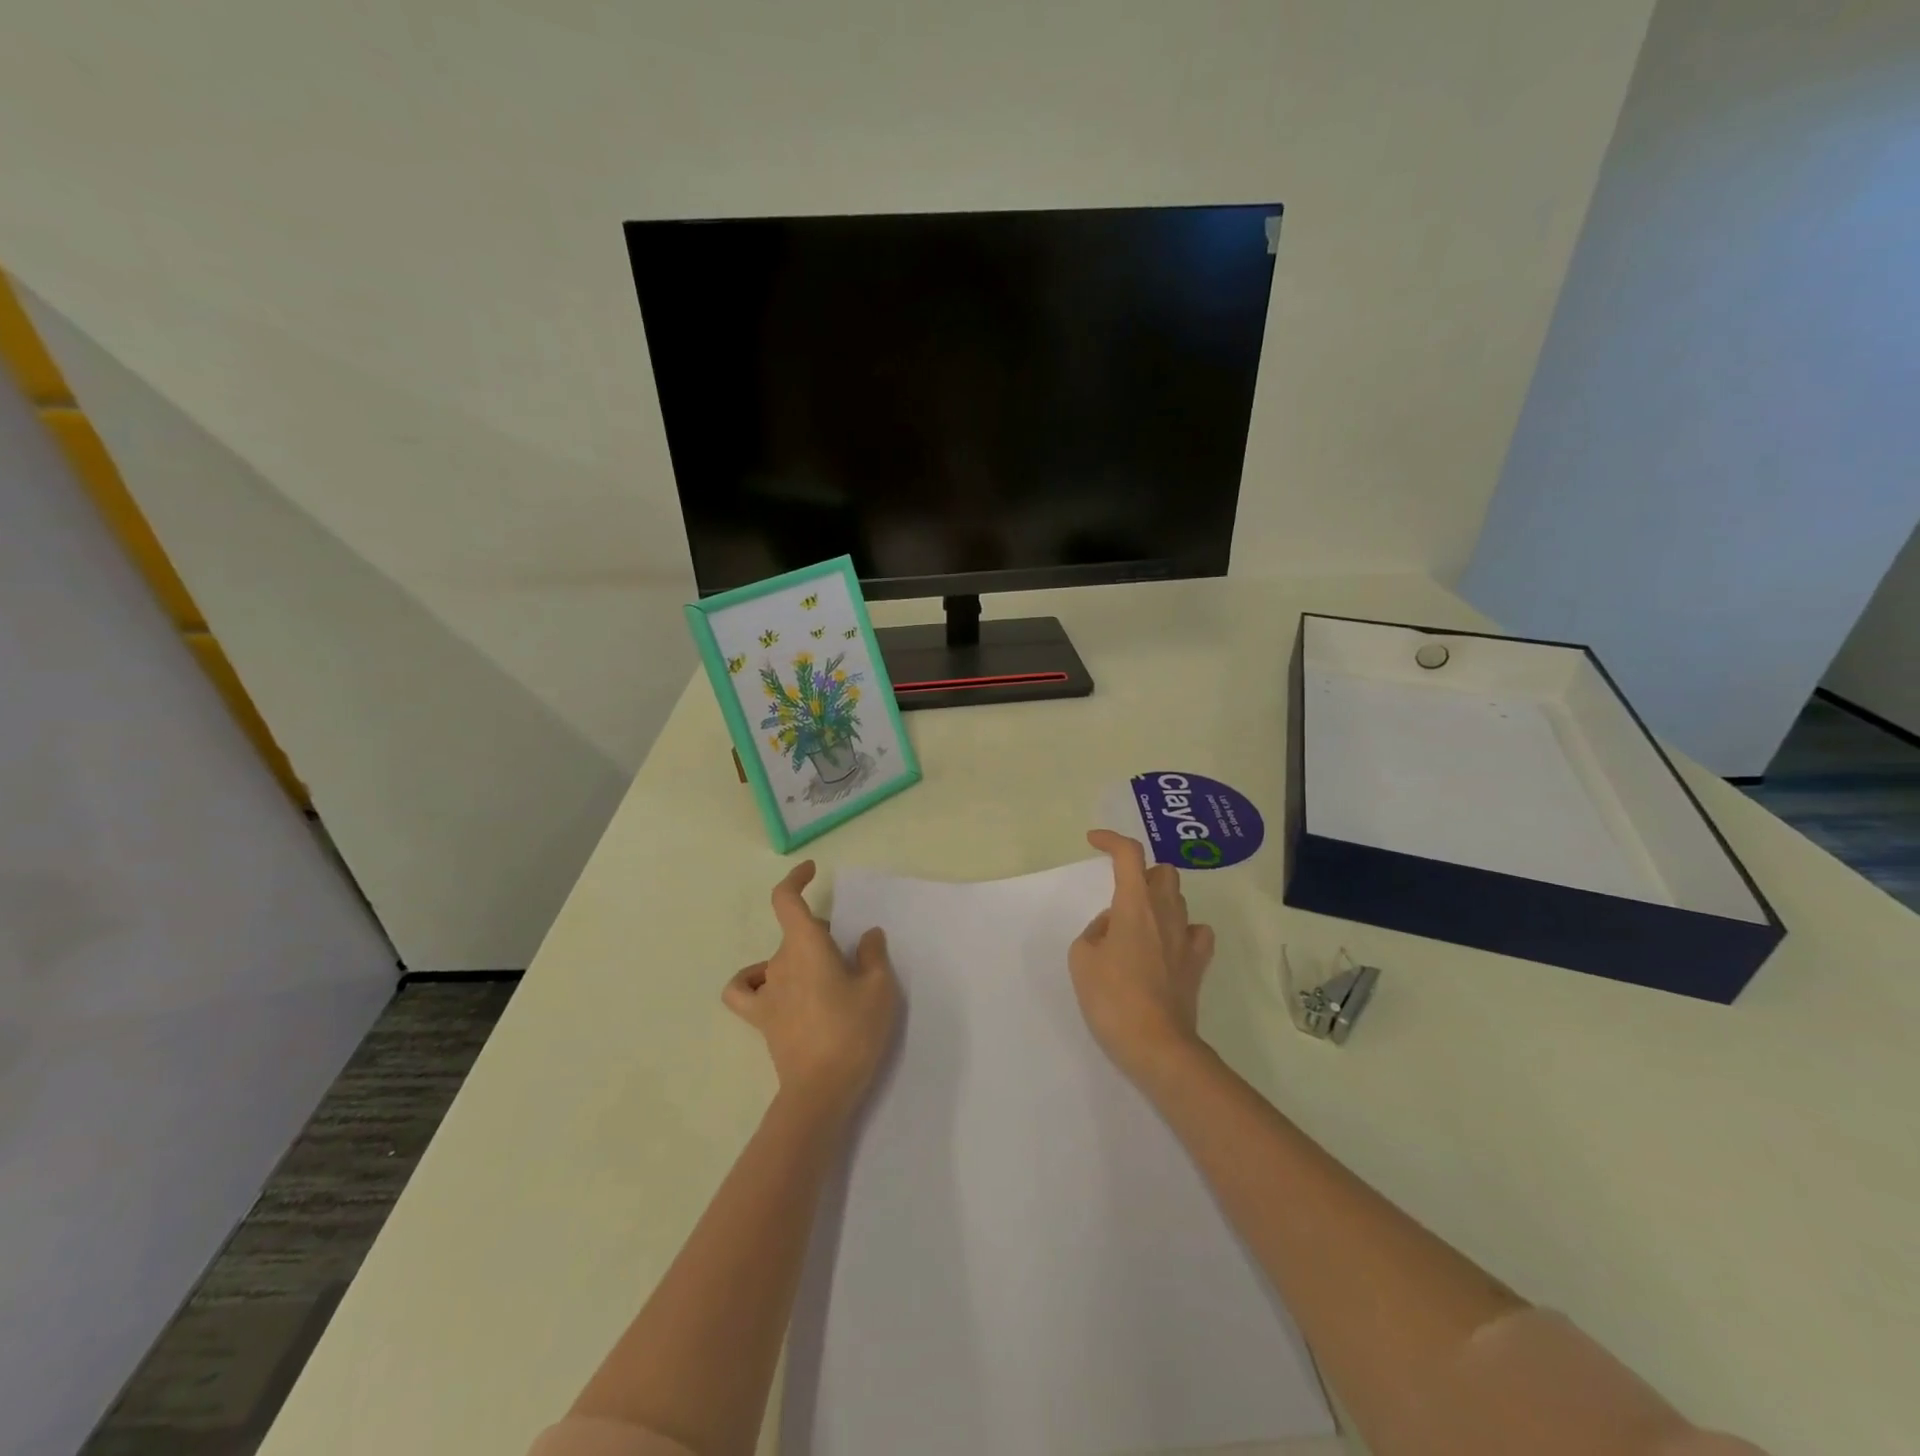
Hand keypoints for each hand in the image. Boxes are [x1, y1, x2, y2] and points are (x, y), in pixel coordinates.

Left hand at [724, 861, 899, 1119]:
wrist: (821, 1090)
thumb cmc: (853, 1032)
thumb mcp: (880, 989)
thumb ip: (873, 955)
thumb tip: (866, 935)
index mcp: (806, 946)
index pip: (786, 900)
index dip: (795, 879)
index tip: (811, 870)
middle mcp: (780, 962)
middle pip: (795, 932)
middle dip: (820, 933)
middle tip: (850, 957)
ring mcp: (767, 992)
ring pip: (779, 958)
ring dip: (799, 956)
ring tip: (824, 976)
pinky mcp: (762, 1019)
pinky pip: (746, 990)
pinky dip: (754, 981)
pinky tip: (774, 988)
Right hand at [1070, 829, 1216, 1086]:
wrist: (1156, 1044)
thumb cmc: (1112, 998)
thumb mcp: (1081, 959)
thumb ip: (1095, 931)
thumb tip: (1113, 927)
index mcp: (1135, 905)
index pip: (1129, 854)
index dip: (1111, 840)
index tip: (1094, 841)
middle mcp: (1166, 913)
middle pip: (1163, 872)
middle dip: (1141, 872)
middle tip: (1120, 893)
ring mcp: (1186, 938)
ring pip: (1179, 898)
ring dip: (1158, 900)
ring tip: (1136, 924)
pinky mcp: (1197, 963)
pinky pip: (1196, 932)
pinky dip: (1181, 929)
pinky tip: (1167, 944)